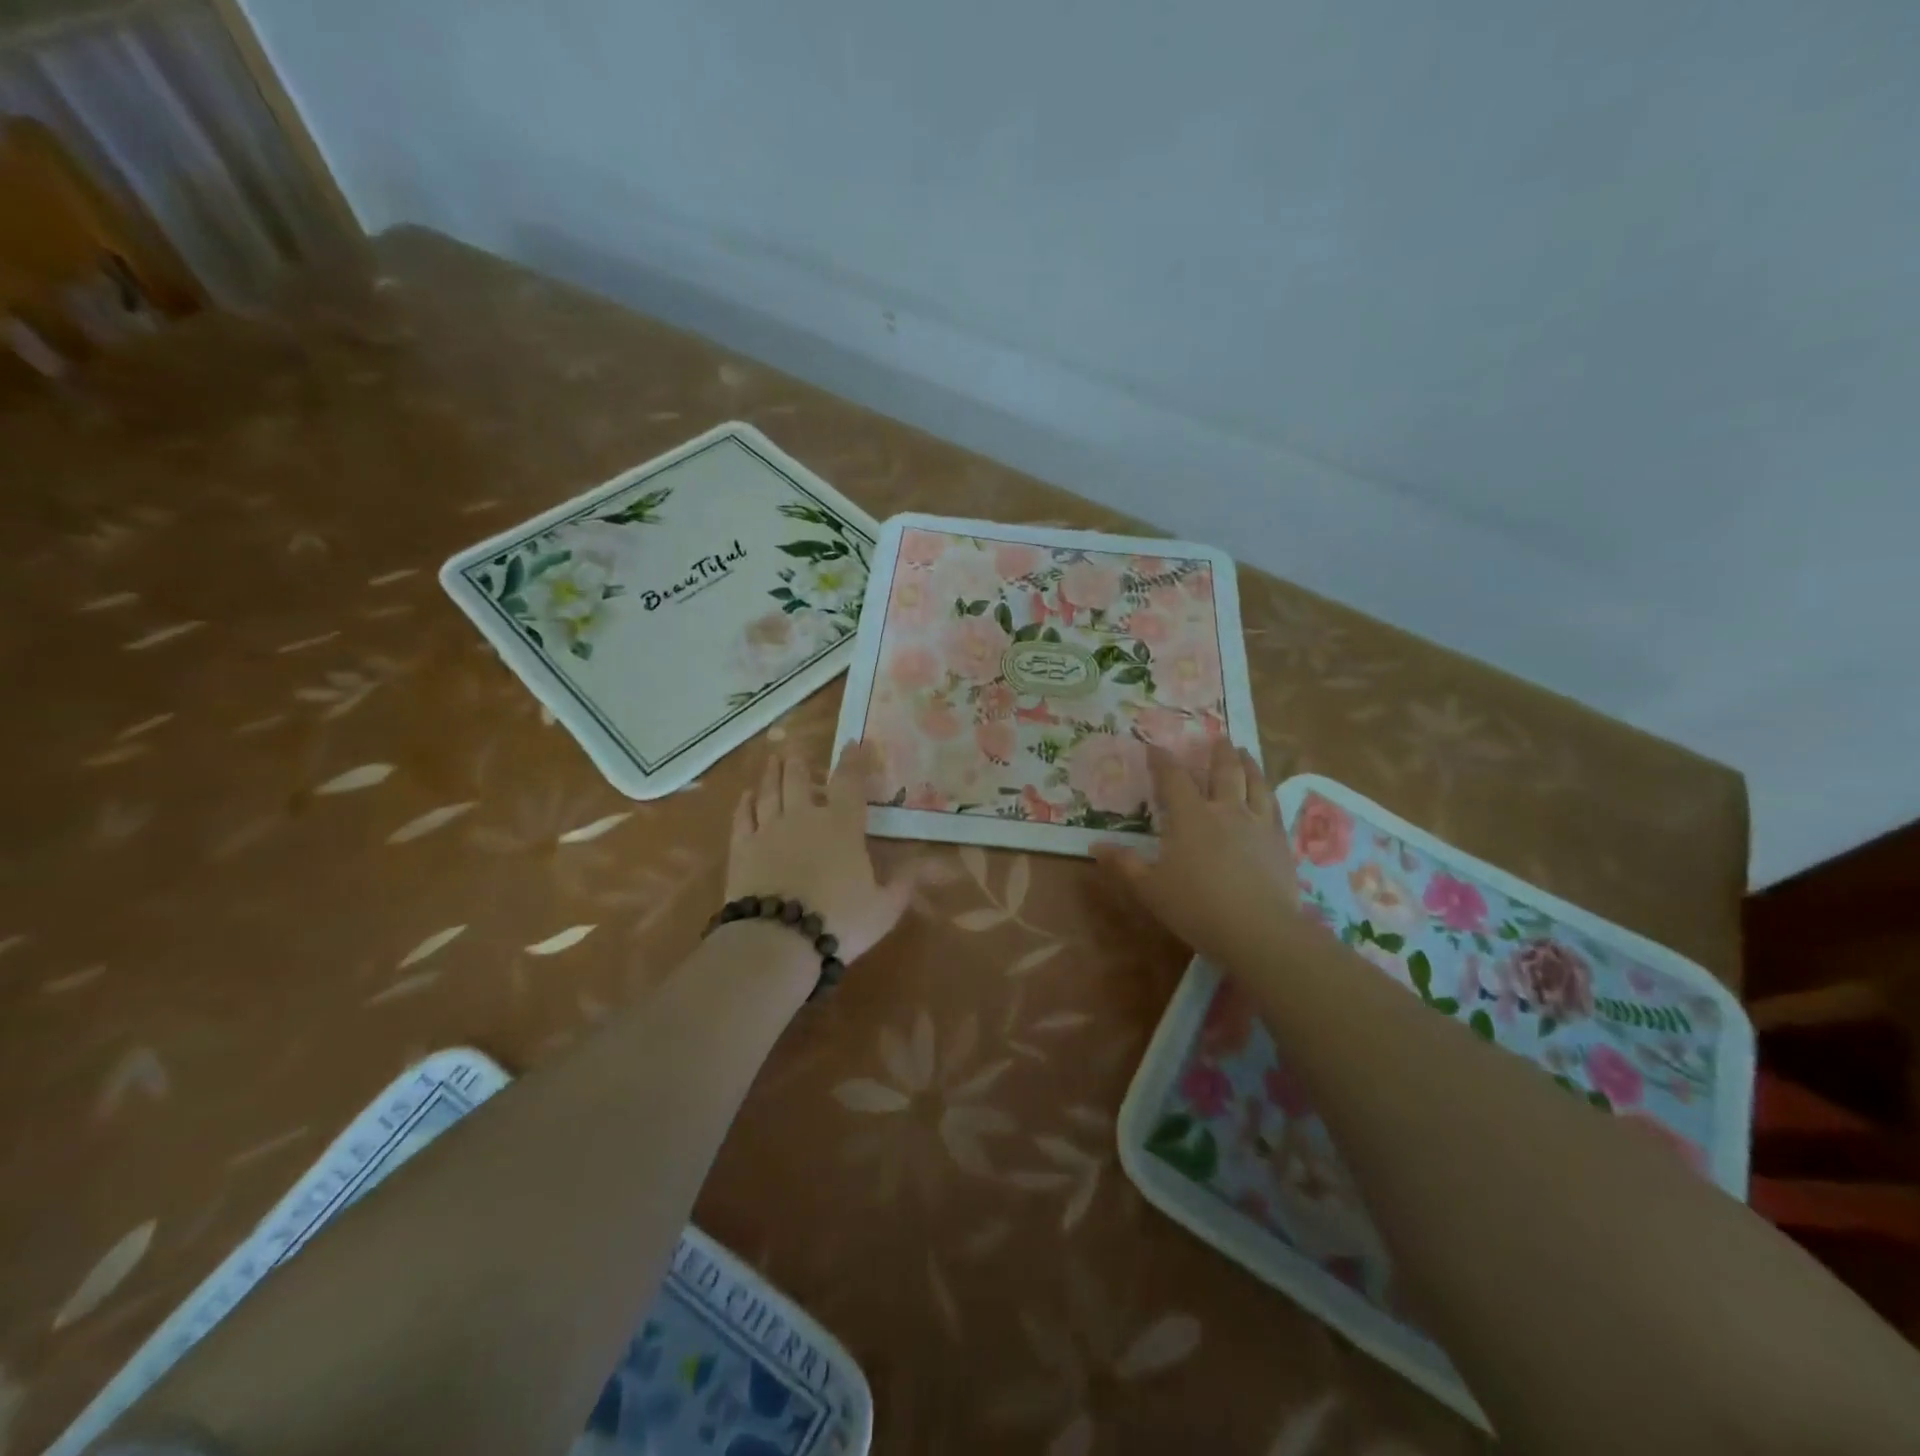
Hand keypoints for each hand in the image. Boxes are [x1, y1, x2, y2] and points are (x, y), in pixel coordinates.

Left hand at [726, 742, 910, 964]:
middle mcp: (804, 817)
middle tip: (798, 751)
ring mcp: (769, 830)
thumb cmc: (839, 921)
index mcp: (842, 825)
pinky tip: (746, 796)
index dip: (853, 760)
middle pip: (800, 779)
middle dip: (801, 763)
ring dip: (773, 773)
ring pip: (769, 791)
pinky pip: (742, 817)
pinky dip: (745, 803)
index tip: (853, 743)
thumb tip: (920, 862)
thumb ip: (903, 883)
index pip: (850, 782)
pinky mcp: (742, 849)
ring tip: (774, 760)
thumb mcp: (885, 908)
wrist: (778, 940)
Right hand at [1092, 739, 1307, 965]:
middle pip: (1224, 771)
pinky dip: (1270, 794)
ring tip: (1246, 753)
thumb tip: (1094, 847)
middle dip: (1218, 753)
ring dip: (1249, 764)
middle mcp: (1226, 810)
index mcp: (1190, 817)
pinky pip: (1275, 808)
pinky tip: (1270, 795)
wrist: (1259, 930)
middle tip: (1218, 737)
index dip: (1162, 760)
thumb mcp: (1150, 888)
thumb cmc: (1196, 907)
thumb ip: (1124, 864)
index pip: (1173, 778)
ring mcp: (1258, 824)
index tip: (1155, 746)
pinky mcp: (1280, 842)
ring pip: (1256, 783)